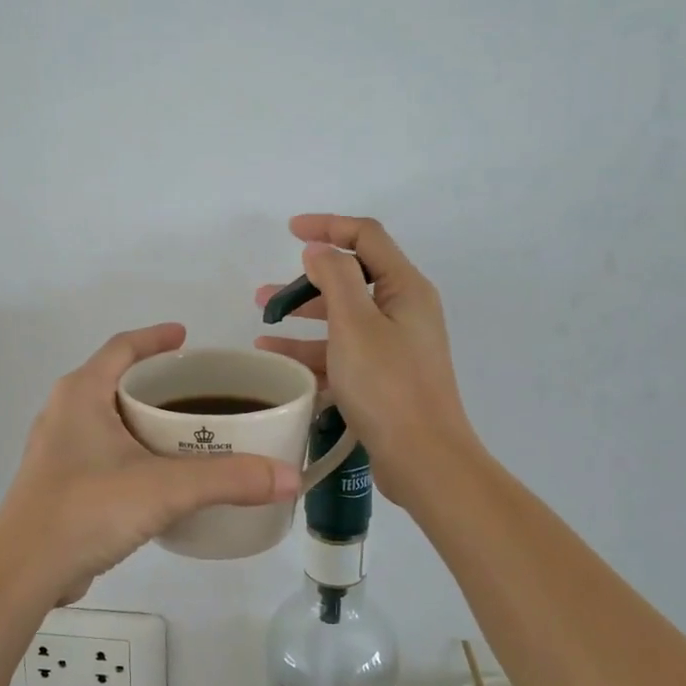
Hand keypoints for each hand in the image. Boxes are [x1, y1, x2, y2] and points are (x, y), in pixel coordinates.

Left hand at [0, 324, 299, 606]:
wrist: (23, 573)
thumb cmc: (87, 509)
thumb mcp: (165, 488)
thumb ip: (229, 479)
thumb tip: (290, 476)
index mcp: (81, 394)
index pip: (122, 346)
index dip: (155, 337)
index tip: (186, 336)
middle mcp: (64, 413)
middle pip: (115, 381)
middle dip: (156, 383)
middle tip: (199, 392)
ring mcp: (56, 450)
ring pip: (108, 419)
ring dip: (143, 420)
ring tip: (186, 432)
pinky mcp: (58, 484)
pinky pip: (102, 452)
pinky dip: (132, 451)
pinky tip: (158, 476)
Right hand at [254, 214, 477, 508]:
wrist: (424, 459)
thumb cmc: (388, 386)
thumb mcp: (355, 324)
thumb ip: (335, 277)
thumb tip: (319, 250)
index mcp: (405, 289)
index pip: (366, 237)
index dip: (328, 226)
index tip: (289, 232)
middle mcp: (403, 311)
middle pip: (351, 280)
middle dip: (306, 283)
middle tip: (265, 296)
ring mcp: (395, 347)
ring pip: (341, 320)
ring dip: (303, 320)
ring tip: (261, 328)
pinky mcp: (384, 378)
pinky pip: (342, 353)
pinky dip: (312, 353)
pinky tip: (278, 364)